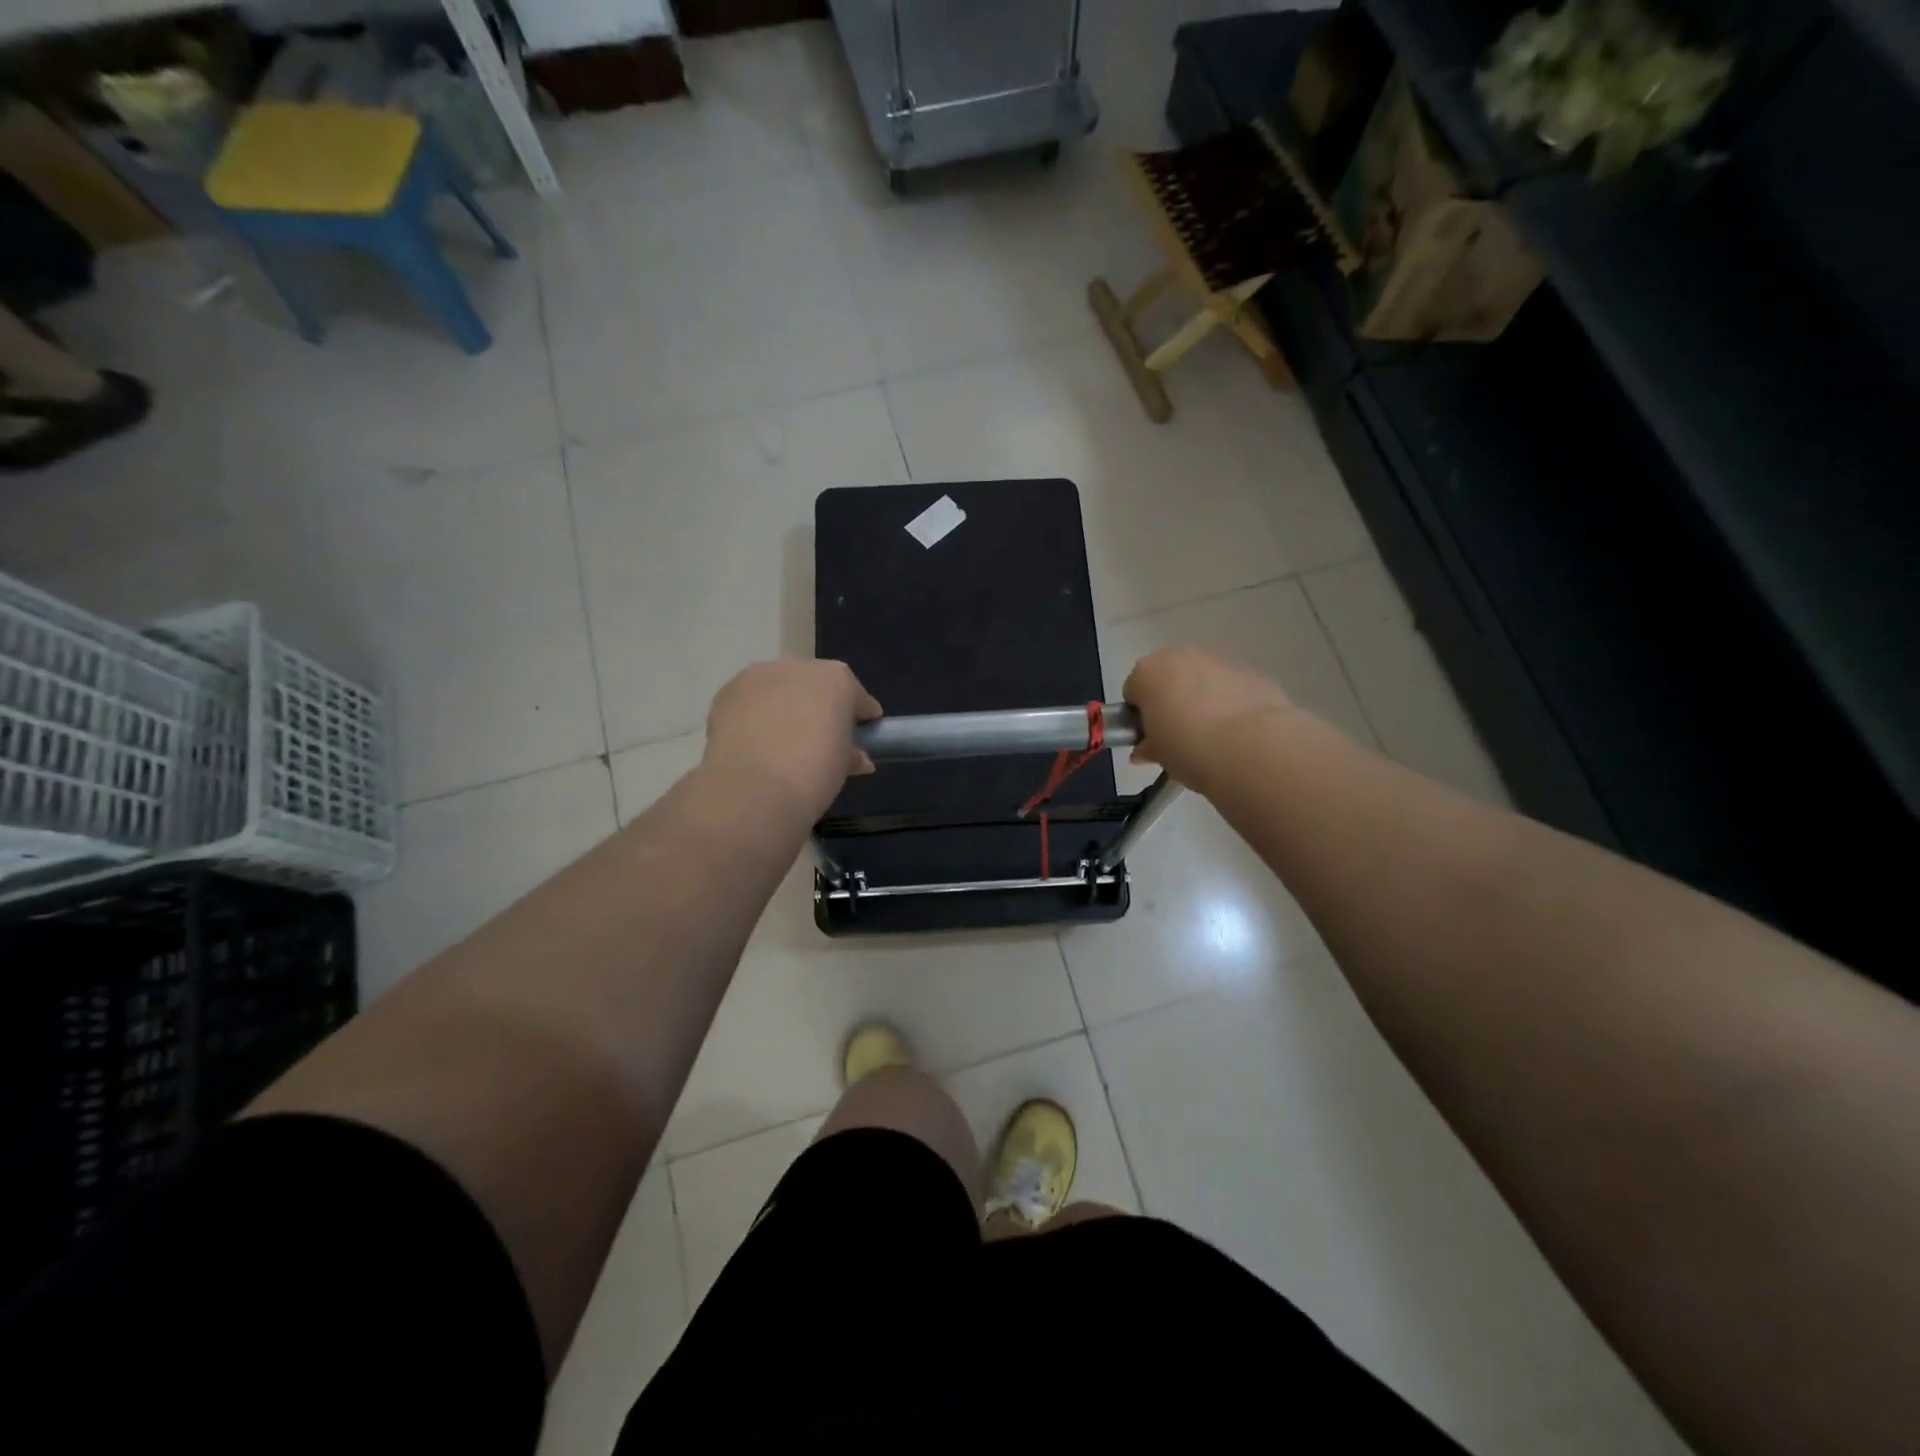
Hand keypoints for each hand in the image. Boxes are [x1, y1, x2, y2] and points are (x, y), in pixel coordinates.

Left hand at [703, 660, 882, 818]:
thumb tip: (857, 758)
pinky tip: (756, 742)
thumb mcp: (843, 766)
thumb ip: (852, 754)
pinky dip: (755, 716)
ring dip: (784, 707)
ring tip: (782, 740)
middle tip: (820, 738)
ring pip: (779, 689)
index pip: (856, 696)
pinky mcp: (727, 693)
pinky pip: (751, 702)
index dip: (861, 716)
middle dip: (819, 707)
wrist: (754, 789)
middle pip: (815, 685)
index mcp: (836, 679)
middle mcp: (798, 667)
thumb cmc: (814, 772)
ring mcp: (758, 676)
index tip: (864, 733)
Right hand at [1123, 647, 1293, 793]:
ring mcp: (1219, 659)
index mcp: (1148, 672)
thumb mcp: (1158, 754)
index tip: (1151, 737)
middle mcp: (1181, 655)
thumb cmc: (1187, 747)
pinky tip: (1238, 730)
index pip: (1133, 691)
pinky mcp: (1252, 671)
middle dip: (1170, 700)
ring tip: (1213, 735)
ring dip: (1202, 698)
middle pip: (1168, 677)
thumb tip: (1145, 749)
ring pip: (1202, 678)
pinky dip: (1231, 701)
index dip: (1140, 716)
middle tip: (1179, 736)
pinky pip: (1231, 686)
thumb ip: (1147, 746)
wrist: (1249, 747)